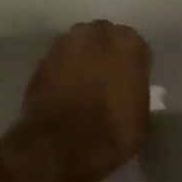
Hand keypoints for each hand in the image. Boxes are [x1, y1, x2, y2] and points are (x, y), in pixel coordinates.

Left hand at [11, 21, 152, 181]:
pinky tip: (64, 95)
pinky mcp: (40, 64)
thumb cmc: (113, 131)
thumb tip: (128, 90)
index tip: (131, 82)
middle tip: (106, 80)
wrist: (62, 146)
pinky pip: (58, 64)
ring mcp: (63, 46)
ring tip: (83, 87)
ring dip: (81, 61)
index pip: (135, 46)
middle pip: (103, 39)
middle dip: (105, 55)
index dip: (133, 65)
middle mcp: (94, 35)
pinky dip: (61, 75)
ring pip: (77, 48)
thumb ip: (136, 90)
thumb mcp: (141, 115)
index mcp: (127, 43)